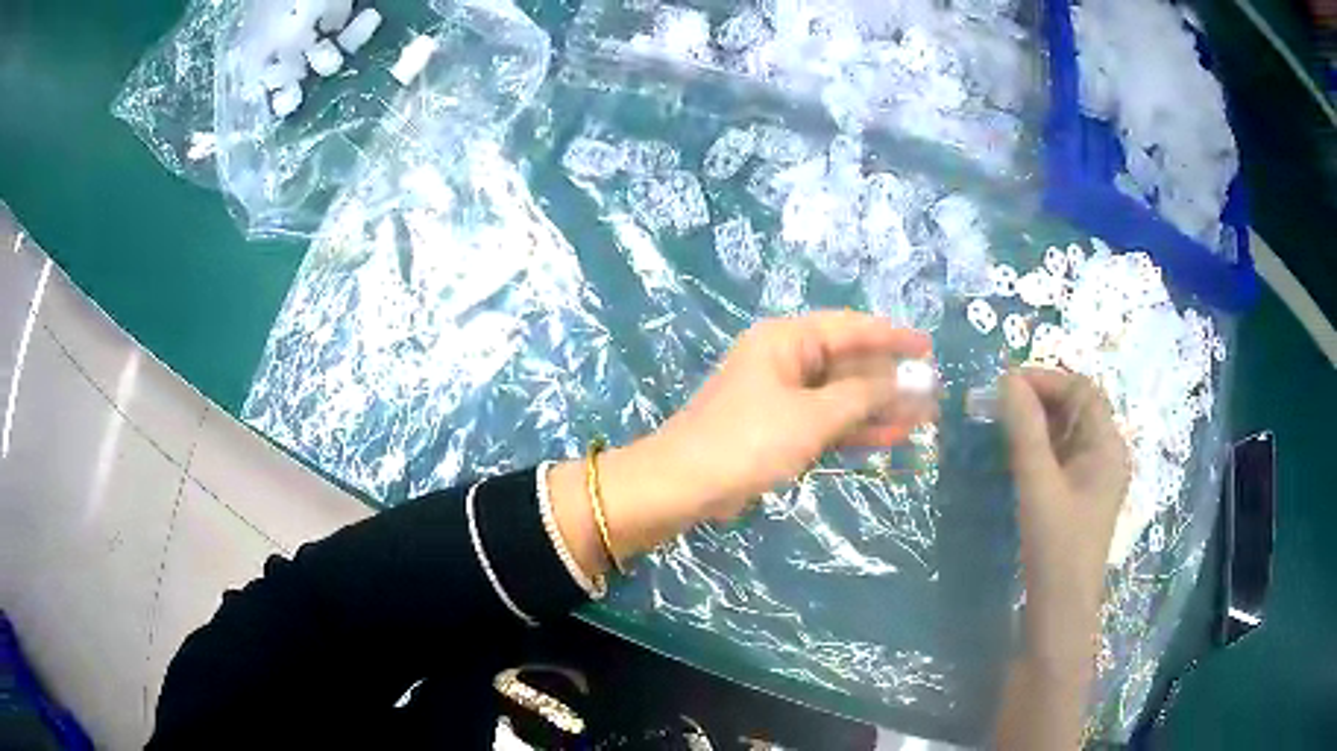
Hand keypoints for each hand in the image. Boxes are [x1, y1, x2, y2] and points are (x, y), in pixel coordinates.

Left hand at [648, 311, 935, 521]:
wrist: (685, 485)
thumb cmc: (748, 440)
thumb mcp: (812, 417)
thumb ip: (862, 396)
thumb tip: (903, 382)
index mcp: (787, 340)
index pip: (850, 328)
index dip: (892, 337)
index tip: (928, 349)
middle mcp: (787, 360)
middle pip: (849, 363)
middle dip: (891, 379)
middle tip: (932, 393)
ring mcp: (784, 396)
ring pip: (842, 395)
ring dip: (880, 407)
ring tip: (923, 418)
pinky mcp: (782, 428)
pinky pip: (828, 420)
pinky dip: (856, 428)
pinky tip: (892, 437)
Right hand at [999, 369, 1129, 667]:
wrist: (1060, 612)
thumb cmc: (1055, 547)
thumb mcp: (1038, 485)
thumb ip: (1025, 430)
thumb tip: (1007, 380)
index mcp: (1108, 445)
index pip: (1081, 389)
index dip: (1045, 379)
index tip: (1004, 384)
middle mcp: (1107, 453)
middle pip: (1076, 407)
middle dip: (1038, 399)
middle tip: (996, 404)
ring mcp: (1094, 476)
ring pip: (1067, 431)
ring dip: (1036, 422)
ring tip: (1000, 425)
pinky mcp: (1080, 495)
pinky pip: (1062, 455)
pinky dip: (1039, 446)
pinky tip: (1015, 454)